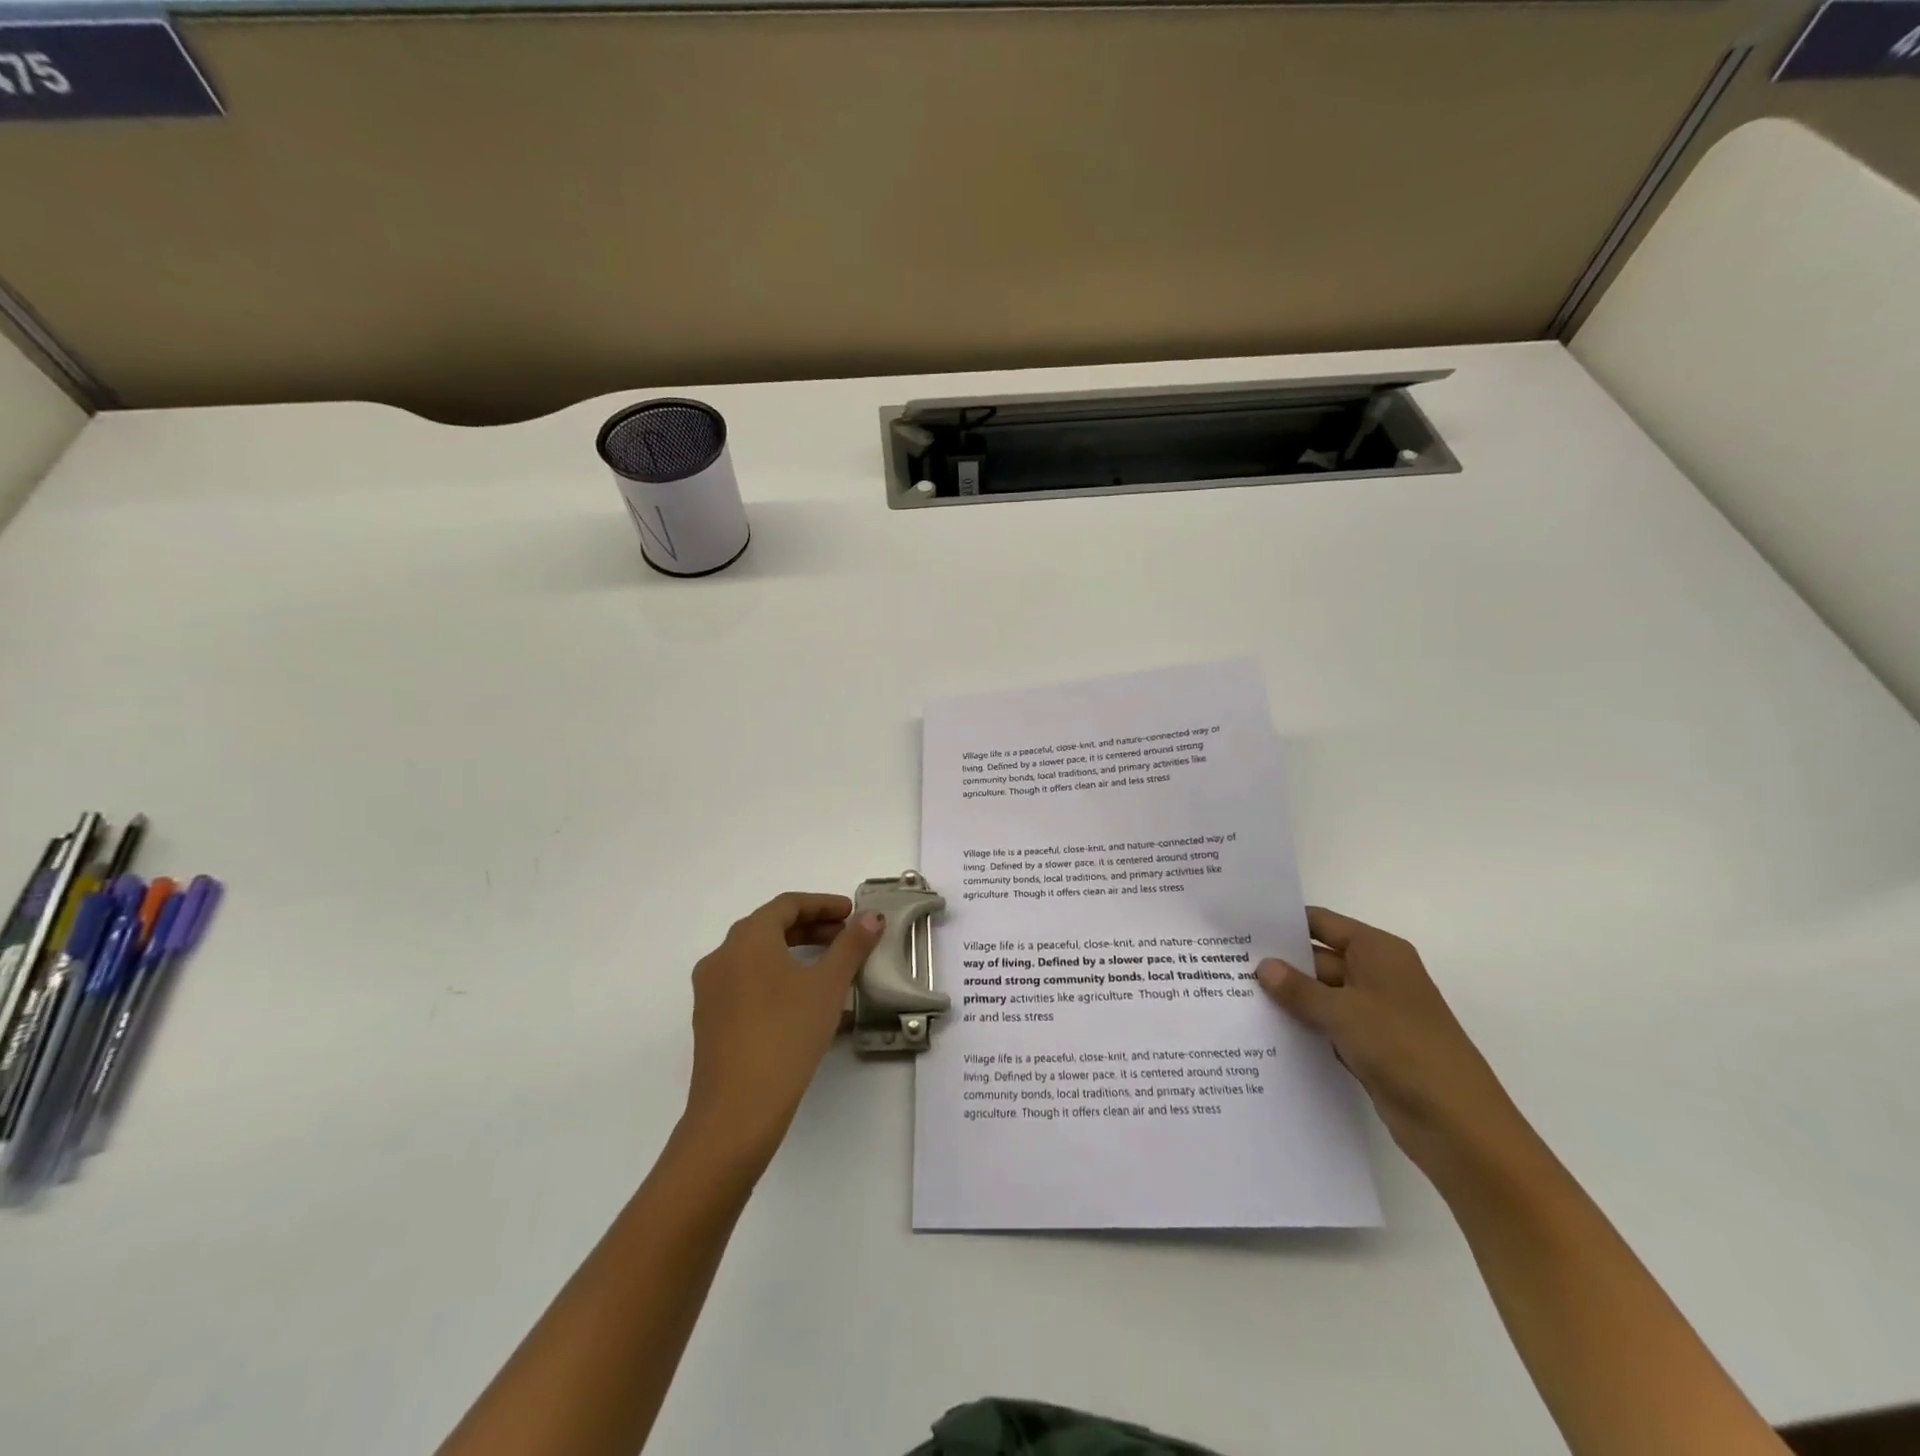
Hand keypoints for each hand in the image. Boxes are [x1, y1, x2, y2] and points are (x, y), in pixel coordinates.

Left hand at [681, 892, 882, 1170]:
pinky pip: (749, 986)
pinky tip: (809, 1006)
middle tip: (846, 938)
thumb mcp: (828, 986)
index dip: (823, 904)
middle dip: (811, 929)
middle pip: (770, 929)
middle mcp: (722, 956)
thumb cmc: (786, 1034)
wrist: (737, 1110)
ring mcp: (711, 991)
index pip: (787, 905)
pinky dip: (780, 982)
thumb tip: (871, 917)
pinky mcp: (710, 1022)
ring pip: (758, 959)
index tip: (852, 913)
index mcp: (747, 938)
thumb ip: (851, 945)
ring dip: (796, 956)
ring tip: (832, 972)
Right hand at [1257, 907, 1535, 1192]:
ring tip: (1233, 997)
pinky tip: (1264, 1032)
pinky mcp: (1371, 1047)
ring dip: (1288, 1000)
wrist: (1459, 1126)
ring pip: (1320, 996)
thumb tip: (1262, 966)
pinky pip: (1328, 1027)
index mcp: (1378, 952)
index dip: (1282, 923)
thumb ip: (1298, 989)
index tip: (1239, 927)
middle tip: (1225, 965)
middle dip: (1278, 965)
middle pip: (1317, 959)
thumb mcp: (1343, 1012)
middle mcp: (1377, 975)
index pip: (1321, 923)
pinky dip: (1303, 1028)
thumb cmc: (1403, 1049)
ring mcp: (1375, 1013)